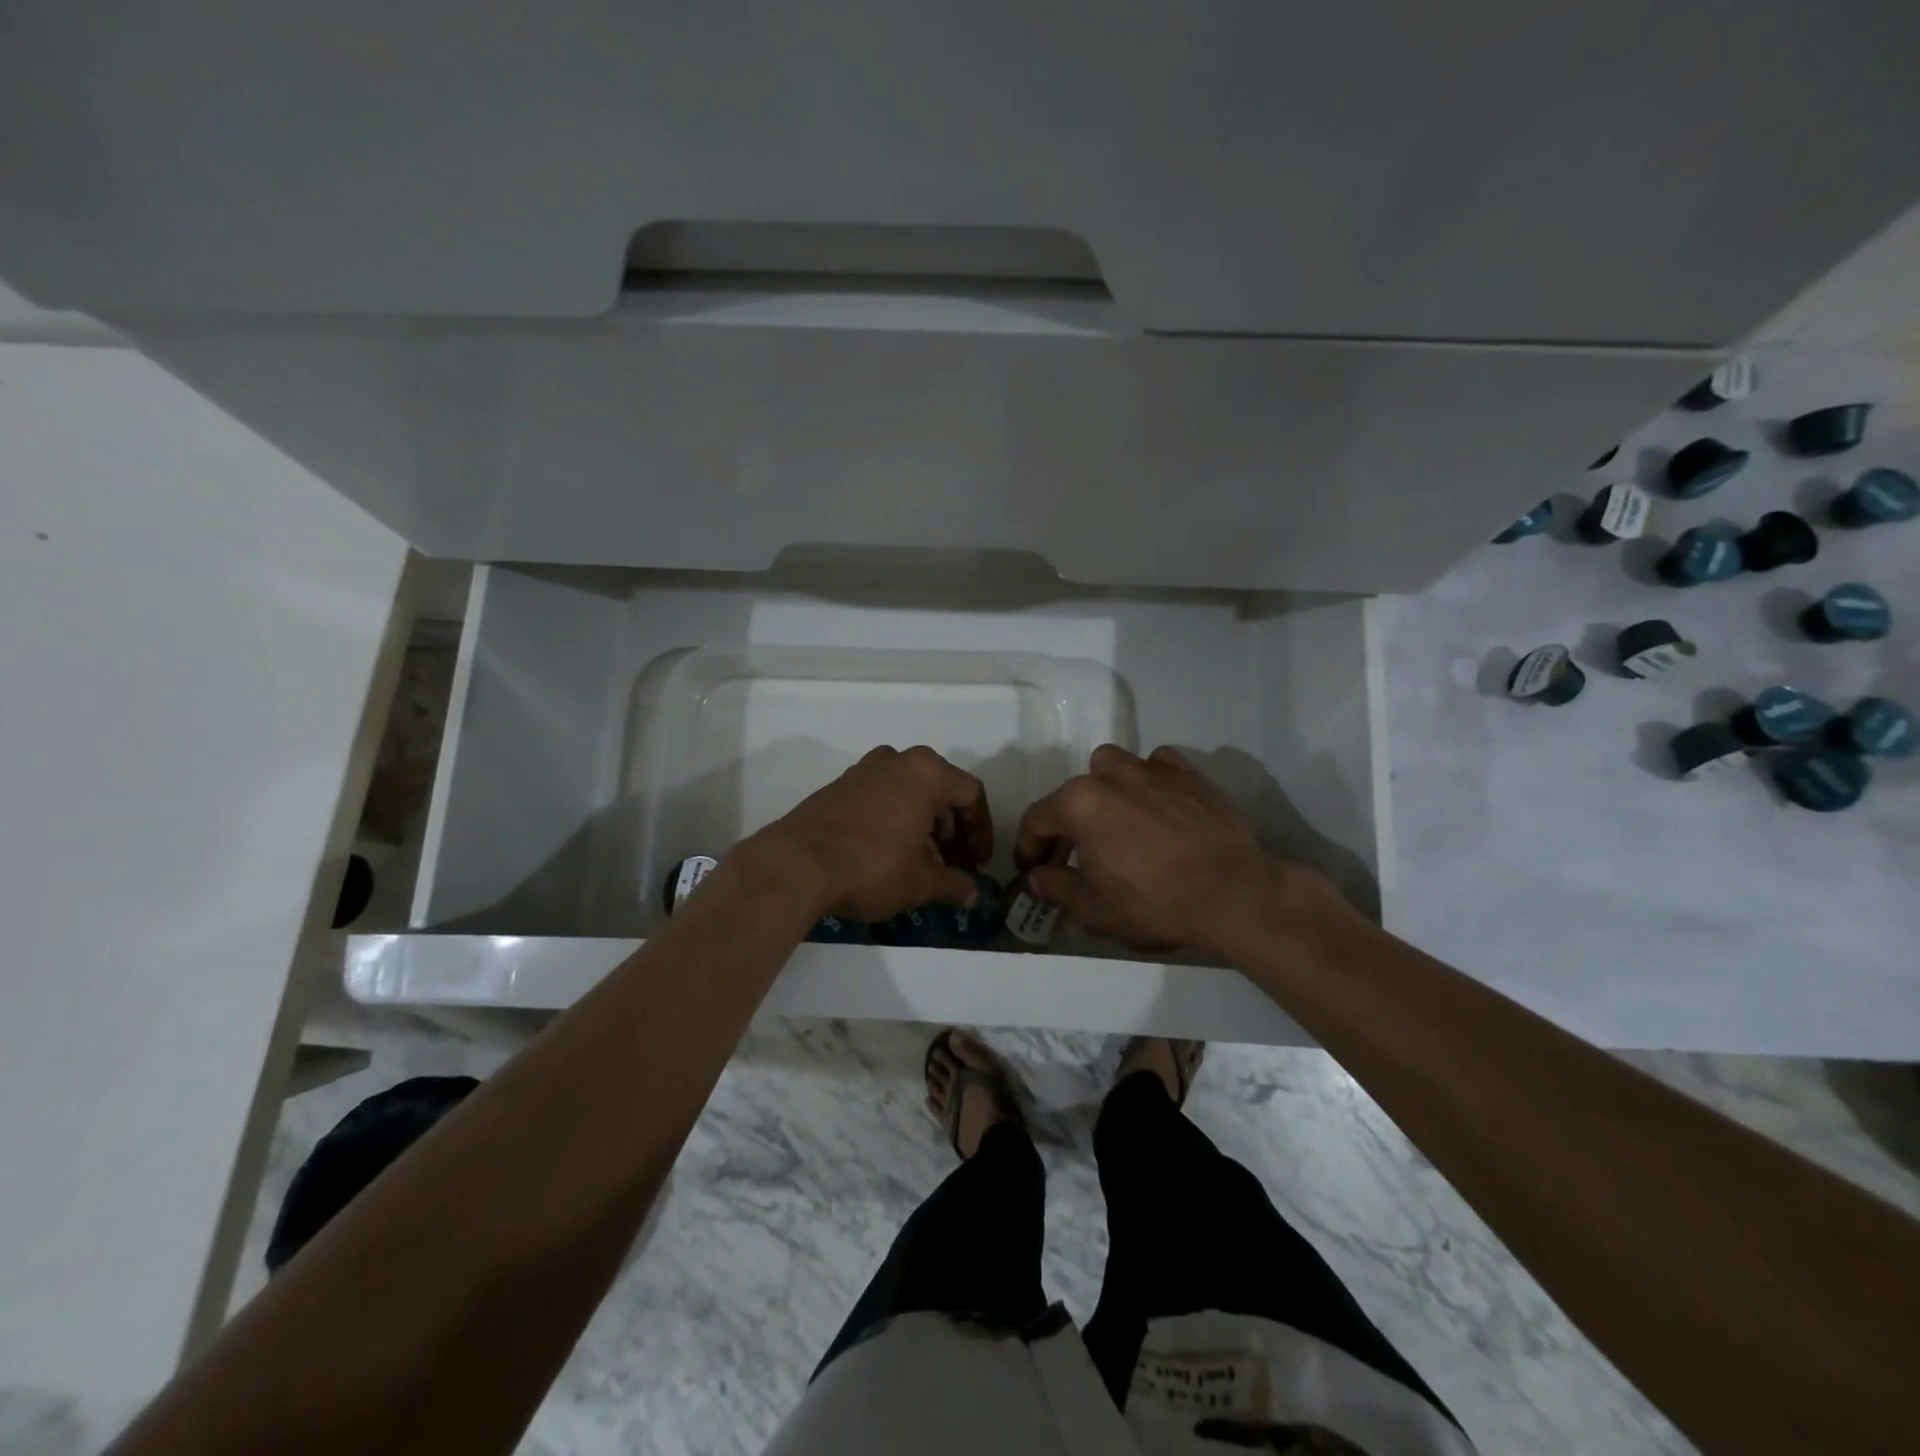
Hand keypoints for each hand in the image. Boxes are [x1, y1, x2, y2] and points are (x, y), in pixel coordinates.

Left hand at [750, 746, 992, 922]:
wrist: (796, 864)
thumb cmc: (871, 865)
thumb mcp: (920, 881)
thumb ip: (953, 884)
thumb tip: (972, 895)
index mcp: (925, 772)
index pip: (970, 794)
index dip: (981, 831)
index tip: (979, 863)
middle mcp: (897, 761)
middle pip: (940, 792)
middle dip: (952, 832)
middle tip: (954, 868)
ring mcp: (864, 771)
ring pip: (909, 795)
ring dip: (925, 829)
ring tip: (925, 868)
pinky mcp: (839, 786)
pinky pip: (882, 799)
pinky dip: (897, 823)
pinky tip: (893, 858)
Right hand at [1014, 744, 1336, 956]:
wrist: (1233, 893)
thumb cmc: (1156, 902)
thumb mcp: (1095, 910)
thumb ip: (1057, 889)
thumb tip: (1036, 877)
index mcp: (1078, 804)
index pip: (1036, 820)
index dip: (1029, 848)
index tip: (1033, 871)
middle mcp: (1109, 775)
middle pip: (1072, 793)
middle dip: (1067, 824)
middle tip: (1075, 857)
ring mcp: (1151, 768)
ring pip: (1111, 767)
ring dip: (1104, 790)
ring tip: (1116, 822)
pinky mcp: (1188, 773)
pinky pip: (1156, 765)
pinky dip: (1148, 781)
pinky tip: (1157, 806)